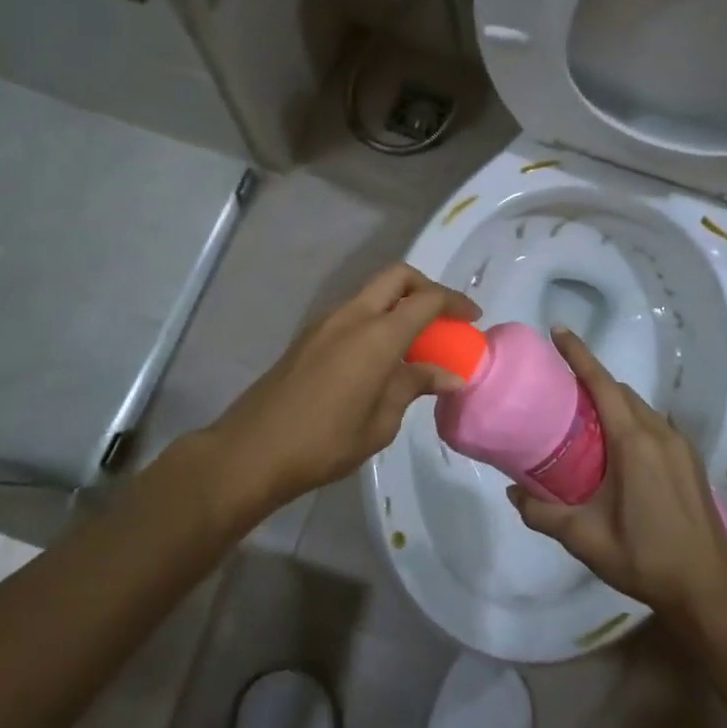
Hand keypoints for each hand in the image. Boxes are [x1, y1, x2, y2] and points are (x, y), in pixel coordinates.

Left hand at [201, 263, 479, 511]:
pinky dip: (376, 319)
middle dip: (426, 287)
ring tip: (416, 341)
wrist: (253, 450)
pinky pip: (353, 312)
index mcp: (376, 335)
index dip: (454, 302)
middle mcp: (351, 316)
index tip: (473, 319)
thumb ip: (413, 386)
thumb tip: (449, 374)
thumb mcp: (380, 421)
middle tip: (444, 318)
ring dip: (398, 303)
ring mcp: (325, 322)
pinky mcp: (309, 336)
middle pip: (396, 276)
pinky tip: (382, 356)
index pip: (425, 300)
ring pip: (372, 292)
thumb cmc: (324, 442)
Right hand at [510, 329, 726, 626]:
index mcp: (634, 443)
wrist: (707, 589)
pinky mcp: (690, 462)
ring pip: (640, 407)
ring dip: (613, 402)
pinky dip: (631, 420)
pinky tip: (616, 449)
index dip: (579, 354)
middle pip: (621, 391)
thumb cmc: (644, 558)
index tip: (558, 331)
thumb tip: (511, 493)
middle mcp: (660, 434)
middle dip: (592, 380)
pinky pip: (654, 425)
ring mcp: (680, 446)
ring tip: (583, 418)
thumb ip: (542, 514)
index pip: (602, 384)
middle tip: (559, 389)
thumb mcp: (585, 539)